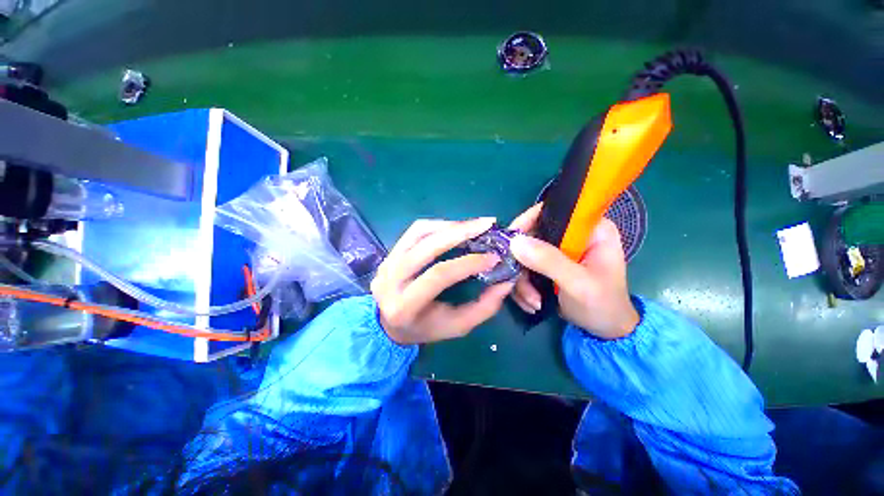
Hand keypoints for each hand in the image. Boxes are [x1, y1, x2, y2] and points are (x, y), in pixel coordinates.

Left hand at [371, 218, 514, 344]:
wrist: (389, 324)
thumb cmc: (425, 328)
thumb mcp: (457, 326)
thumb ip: (484, 307)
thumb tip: (507, 281)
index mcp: (405, 306)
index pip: (438, 275)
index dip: (468, 263)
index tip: (494, 257)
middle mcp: (390, 280)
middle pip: (427, 247)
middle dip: (460, 232)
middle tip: (487, 224)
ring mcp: (387, 262)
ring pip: (419, 232)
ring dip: (450, 225)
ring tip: (474, 225)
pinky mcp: (389, 252)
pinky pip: (415, 230)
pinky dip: (438, 225)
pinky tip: (455, 227)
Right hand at [508, 204, 638, 338]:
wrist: (606, 330)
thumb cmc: (603, 305)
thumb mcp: (578, 283)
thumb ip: (549, 261)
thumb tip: (515, 242)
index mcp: (590, 228)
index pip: (551, 211)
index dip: (526, 222)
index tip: (510, 244)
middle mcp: (571, 234)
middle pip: (531, 235)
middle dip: (522, 263)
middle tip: (520, 284)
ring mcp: (558, 250)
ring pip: (524, 255)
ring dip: (522, 281)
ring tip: (533, 302)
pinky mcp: (548, 265)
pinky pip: (525, 268)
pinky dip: (523, 286)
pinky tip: (532, 303)